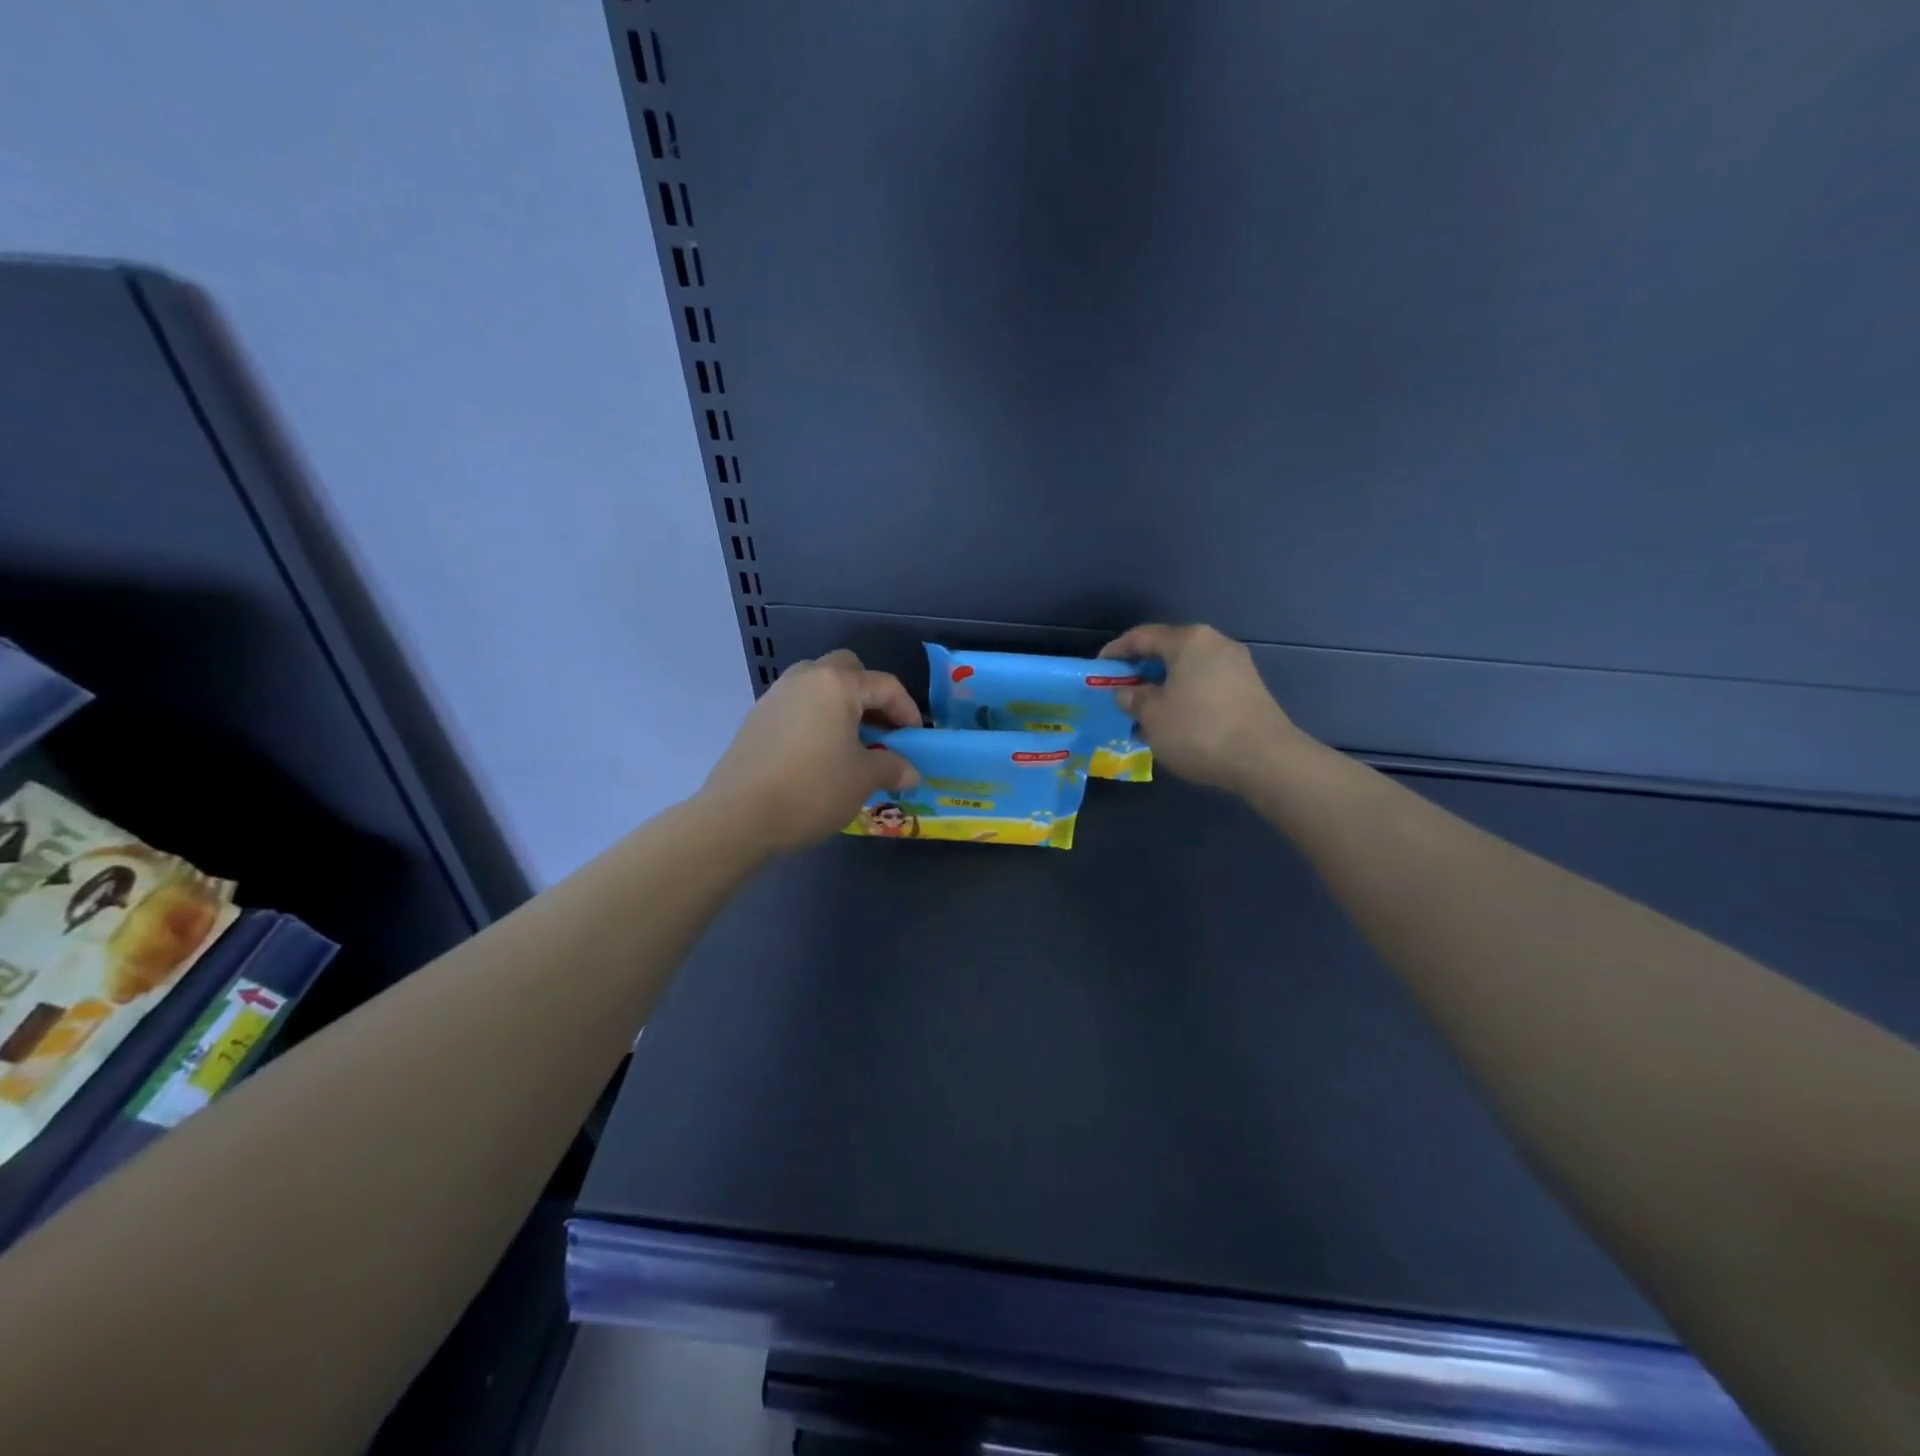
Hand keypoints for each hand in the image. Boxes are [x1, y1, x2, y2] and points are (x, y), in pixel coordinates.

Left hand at [701, 650, 920, 853]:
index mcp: (836, 685)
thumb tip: (911, 772)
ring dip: (840, 705)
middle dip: (869, 695)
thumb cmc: (813, 789)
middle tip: (881, 730)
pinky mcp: (756, 719)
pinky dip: (815, 719)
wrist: (739, 816)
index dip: (907, 711)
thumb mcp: (863, 779)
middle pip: (847, 670)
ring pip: (817, 686)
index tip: (914, 739)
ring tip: (851, 743)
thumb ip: (892, 767)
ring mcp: (775, 696)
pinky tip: (819, 755)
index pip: (884, 685)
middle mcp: (804, 679)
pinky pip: (796, 707)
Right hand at [1100, 624, 1305, 794]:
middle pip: (1167, 652)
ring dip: (1163, 689)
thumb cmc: (1199, 730)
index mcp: (1189, 641)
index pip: (1142, 636)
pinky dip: (1184, 699)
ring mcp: (1237, 666)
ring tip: (1144, 716)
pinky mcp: (1249, 690)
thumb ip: (1133, 699)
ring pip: (1187, 671)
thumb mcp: (1152, 716)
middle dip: (1141, 673)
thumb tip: (1129, 694)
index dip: (1116, 652)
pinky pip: (1205, 686)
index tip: (1098, 670)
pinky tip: (1174, 725)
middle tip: (1120, 694)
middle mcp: (1215, 644)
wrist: (1265, 759)